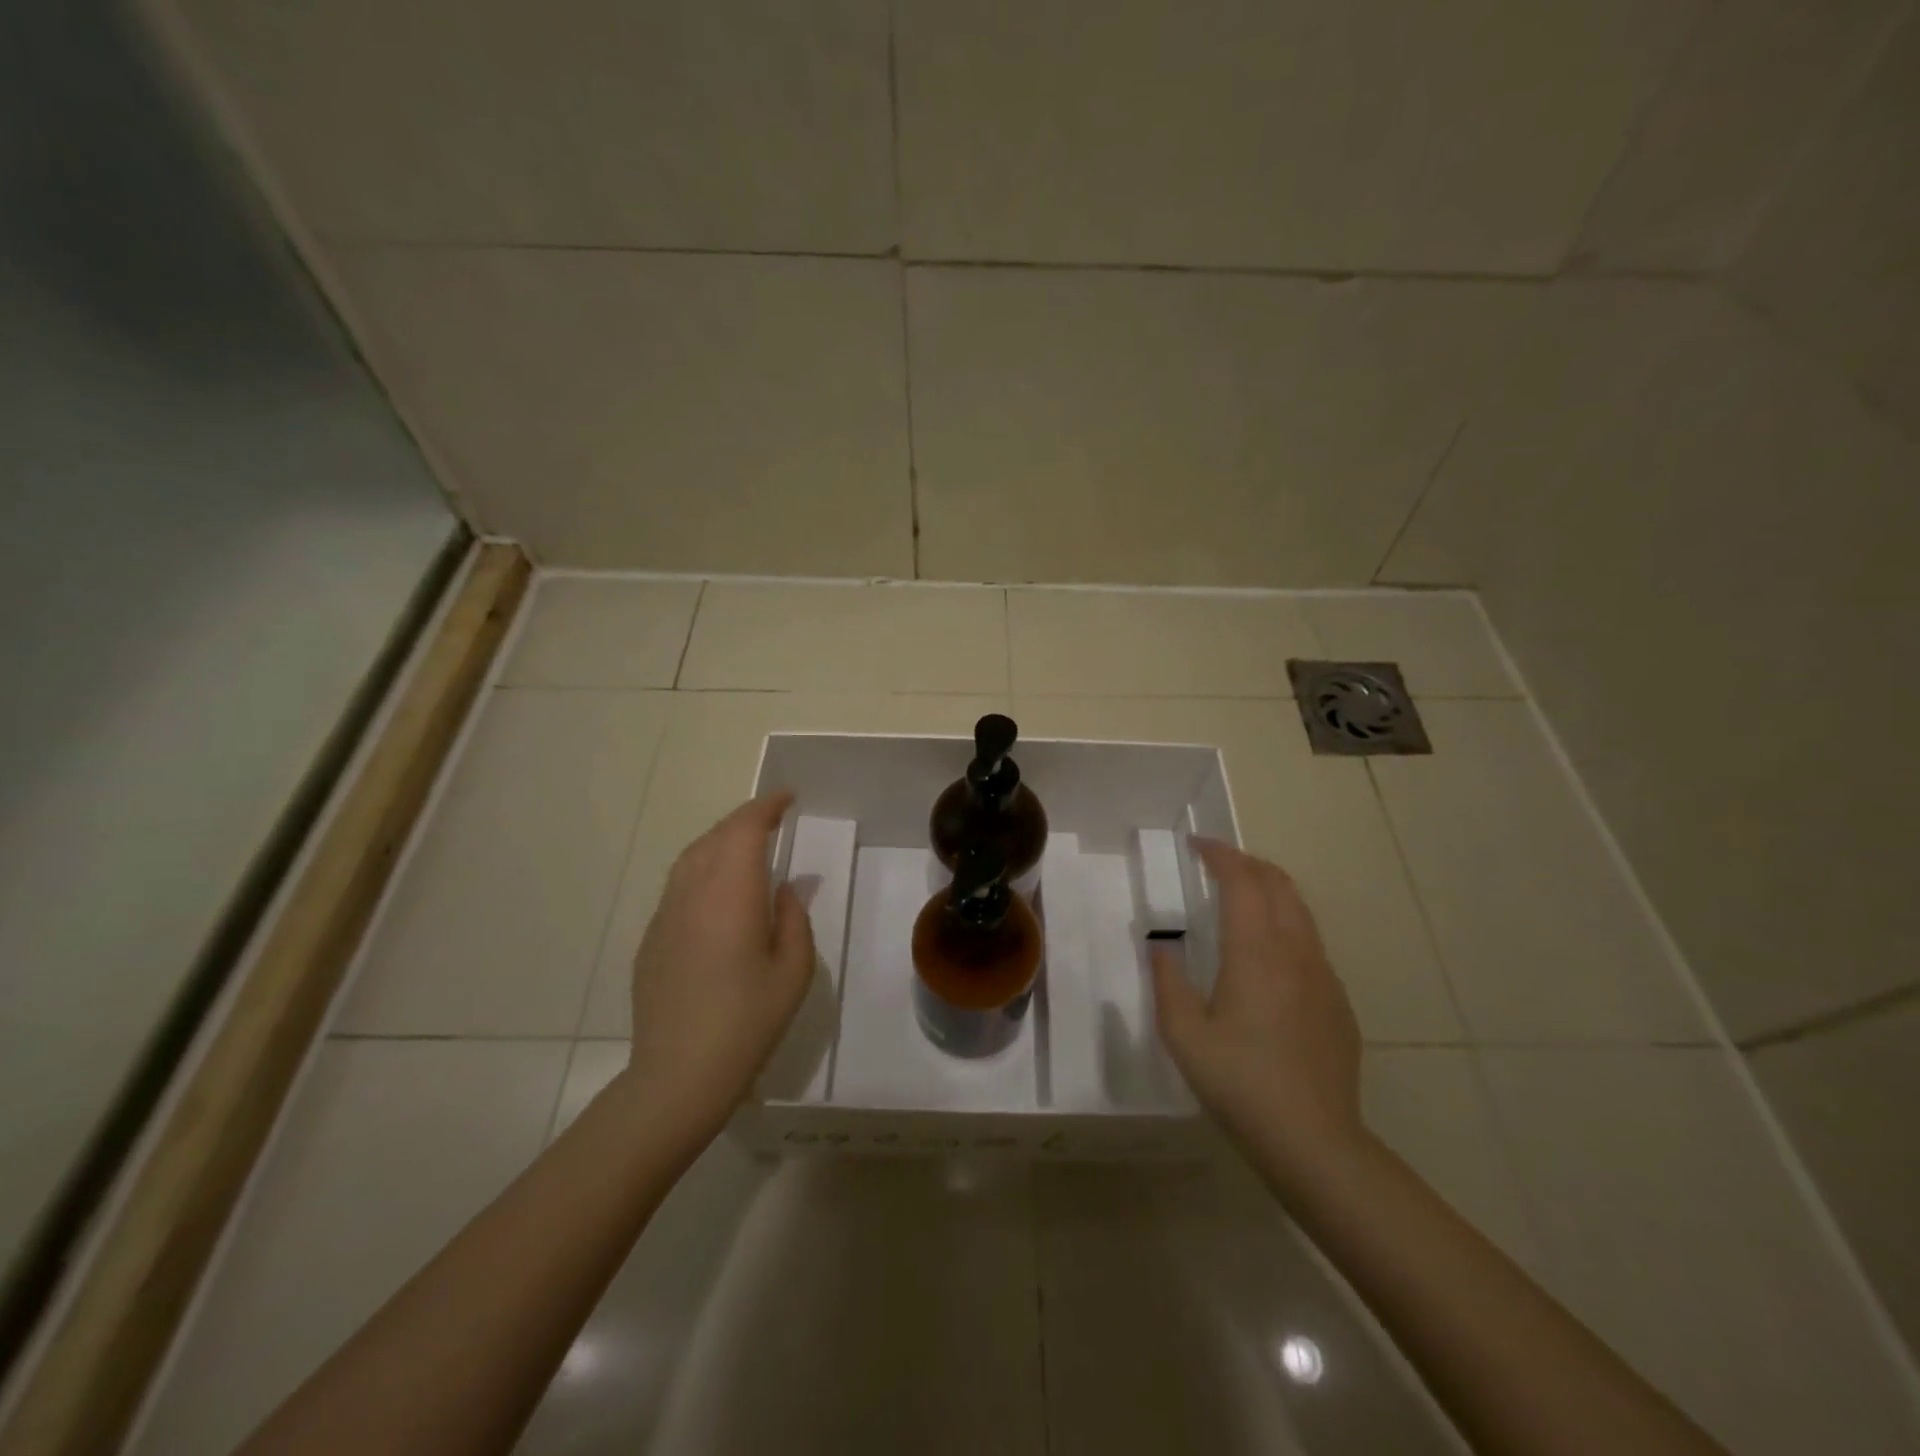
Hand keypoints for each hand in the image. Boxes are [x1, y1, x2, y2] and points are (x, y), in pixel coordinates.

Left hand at [622, 793, 816, 1146]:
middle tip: (773, 819)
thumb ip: (794, 918)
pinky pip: (679, 885)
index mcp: (731, 894)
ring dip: (721, 841)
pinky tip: (718, 891)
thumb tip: (787, 888)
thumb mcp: (793, 971)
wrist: (678, 1074)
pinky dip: (703, 869)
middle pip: (716, 836)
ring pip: (692, 857)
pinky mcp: (652, 937)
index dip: (766, 807)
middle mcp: (693, 892)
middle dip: (745, 820)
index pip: (745, 829)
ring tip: (747, 846)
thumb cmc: (748, 1021)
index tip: (787, 798)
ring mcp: (665, 914)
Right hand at [1151, 837, 1363, 1192]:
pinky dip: (1286, 927)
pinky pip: (1311, 946)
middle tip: (1217, 864)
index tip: (1197, 845)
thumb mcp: (1183, 1034)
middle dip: (1248, 863)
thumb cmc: (1239, 1082)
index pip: (1243, 881)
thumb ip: (1167, 980)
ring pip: (1301, 912)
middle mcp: (1296, 952)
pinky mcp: (1338, 1003)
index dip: (1220, 855)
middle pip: (1279, 884)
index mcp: (1256, 952)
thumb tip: (1162, 946)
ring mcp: (1324, 977)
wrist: (1314, 1141)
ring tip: (1241, 899)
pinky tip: (1268, 959)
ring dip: (1270, 892)